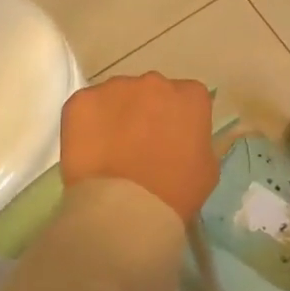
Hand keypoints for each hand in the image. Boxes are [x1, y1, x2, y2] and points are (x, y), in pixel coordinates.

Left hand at [60, 74, 218, 219]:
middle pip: (152, 91)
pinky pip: (85, 106)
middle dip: (146, 112)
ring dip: (116, 115)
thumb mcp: (207, 166)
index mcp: (191, 96)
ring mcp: (116, 88)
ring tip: (111, 149)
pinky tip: (89, 149)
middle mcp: (156, 82)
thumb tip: (185, 138)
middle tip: (140, 144)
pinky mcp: (82, 100)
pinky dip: (86, 123)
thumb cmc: (175, 191)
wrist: (125, 208)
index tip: (171, 139)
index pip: (187, 98)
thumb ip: (198, 140)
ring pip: (117, 96)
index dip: (177, 119)